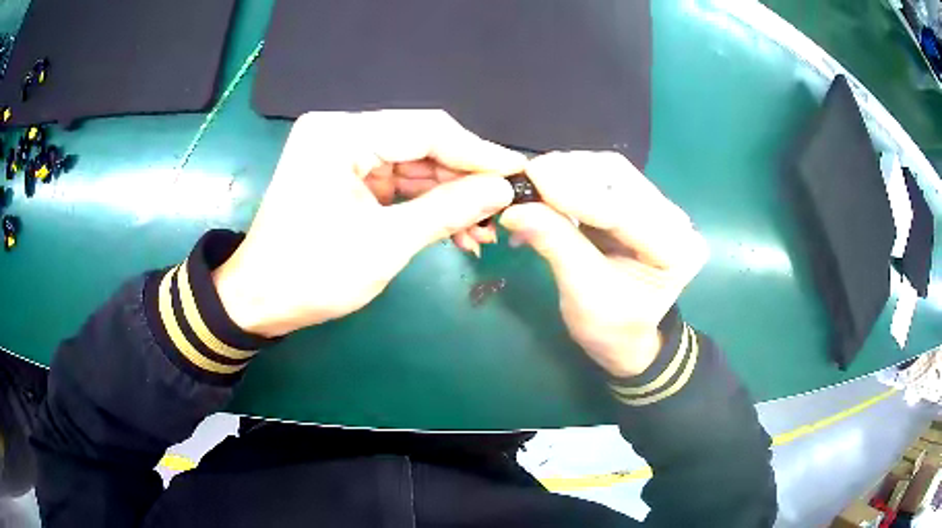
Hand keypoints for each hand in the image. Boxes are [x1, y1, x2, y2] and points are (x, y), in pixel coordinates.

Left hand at [213, 110, 525, 336]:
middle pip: (421, 145)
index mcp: (340, 135)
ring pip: (414, 166)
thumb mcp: (384, 244)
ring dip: (450, 197)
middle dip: (465, 180)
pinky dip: (426, 205)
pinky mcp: (346, 176)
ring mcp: (342, 154)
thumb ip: (447, 210)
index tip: (520, 172)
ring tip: (484, 230)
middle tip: (504, 209)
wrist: (260, 301)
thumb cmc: (311, 274)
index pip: (426, 130)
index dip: (477, 152)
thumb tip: (503, 189)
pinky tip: (457, 230)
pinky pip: (397, 183)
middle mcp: (341, 133)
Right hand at [500, 152, 707, 376]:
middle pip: (620, 178)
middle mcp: (674, 220)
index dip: (577, 192)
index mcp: (677, 251)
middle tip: (527, 174)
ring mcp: (657, 208)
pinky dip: (570, 179)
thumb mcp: (583, 294)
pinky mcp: (638, 203)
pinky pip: (602, 179)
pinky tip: (545, 187)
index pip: (625, 210)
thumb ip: (556, 245)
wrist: (625, 337)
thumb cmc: (611, 328)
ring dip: (568, 171)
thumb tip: (515, 210)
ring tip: (532, 181)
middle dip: (571, 172)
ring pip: (609, 171)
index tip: (533, 176)